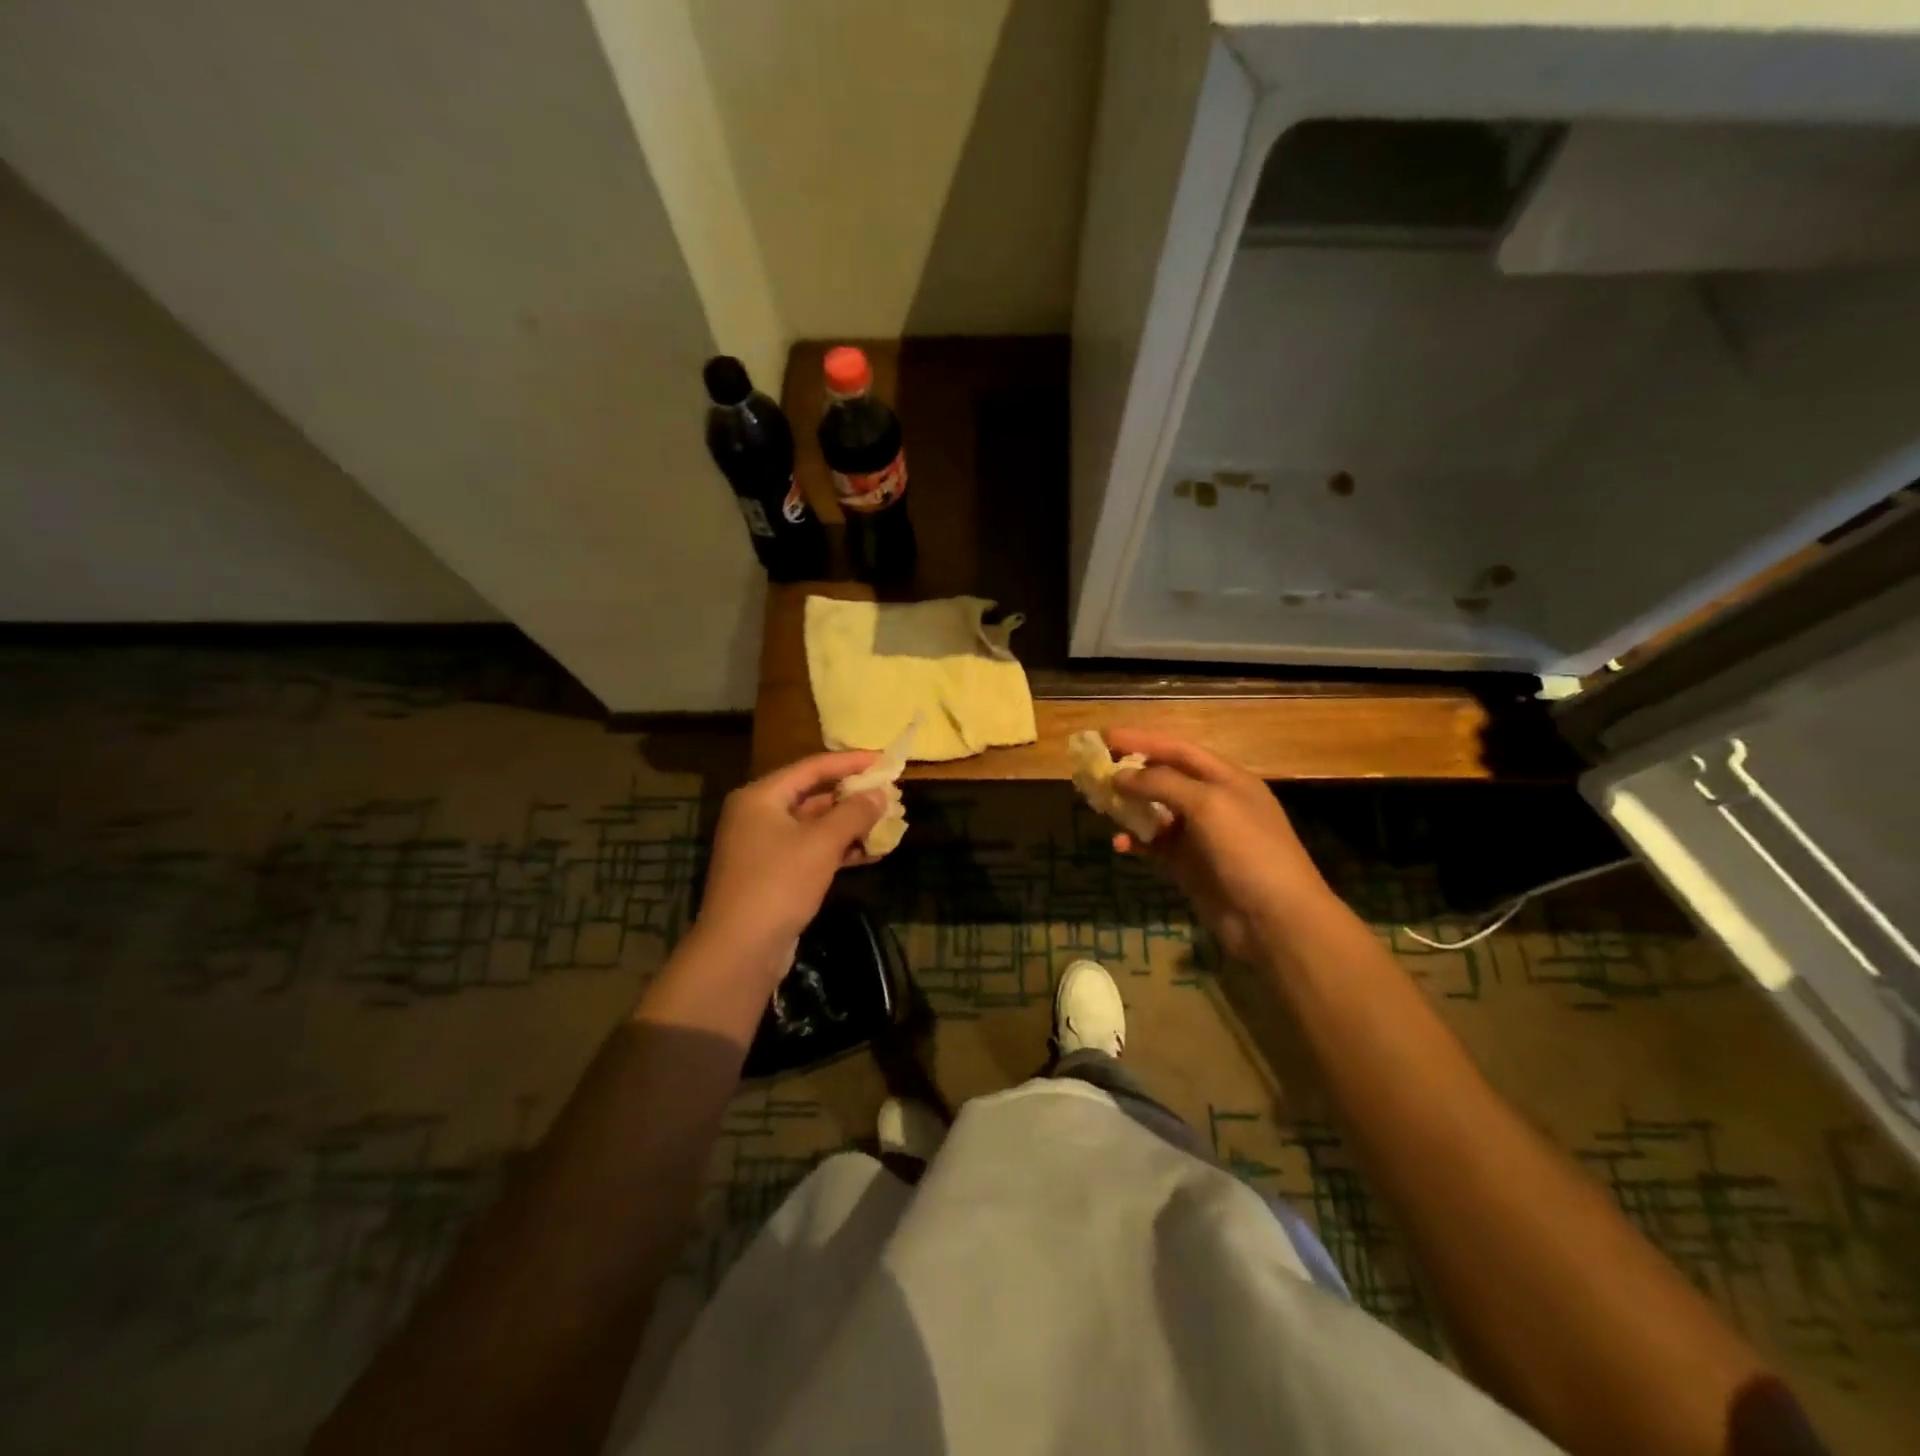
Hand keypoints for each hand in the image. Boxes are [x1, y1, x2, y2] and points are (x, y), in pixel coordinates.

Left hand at [691, 752, 886, 979]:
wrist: (740, 949)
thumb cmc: (779, 883)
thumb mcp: (821, 843)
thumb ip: (854, 814)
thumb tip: (880, 794)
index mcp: (761, 797)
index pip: (812, 767)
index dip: (850, 762)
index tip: (883, 760)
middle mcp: (758, 815)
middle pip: (812, 795)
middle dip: (852, 796)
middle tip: (889, 793)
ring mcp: (764, 847)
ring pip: (814, 826)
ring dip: (849, 826)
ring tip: (887, 824)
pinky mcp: (773, 874)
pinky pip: (811, 850)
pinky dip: (838, 850)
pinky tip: (870, 854)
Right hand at [1106, 729, 1332, 961]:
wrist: (1274, 919)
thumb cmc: (1247, 850)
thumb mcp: (1207, 804)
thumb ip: (1162, 784)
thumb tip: (1120, 776)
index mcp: (1226, 779)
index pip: (1178, 749)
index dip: (1142, 740)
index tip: (1105, 736)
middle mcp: (1212, 802)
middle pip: (1164, 778)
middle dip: (1130, 772)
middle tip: (1094, 770)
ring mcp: (1199, 836)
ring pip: (1155, 812)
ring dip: (1128, 808)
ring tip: (1099, 806)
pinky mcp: (1188, 866)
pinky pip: (1154, 846)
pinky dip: (1136, 842)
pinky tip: (1119, 845)